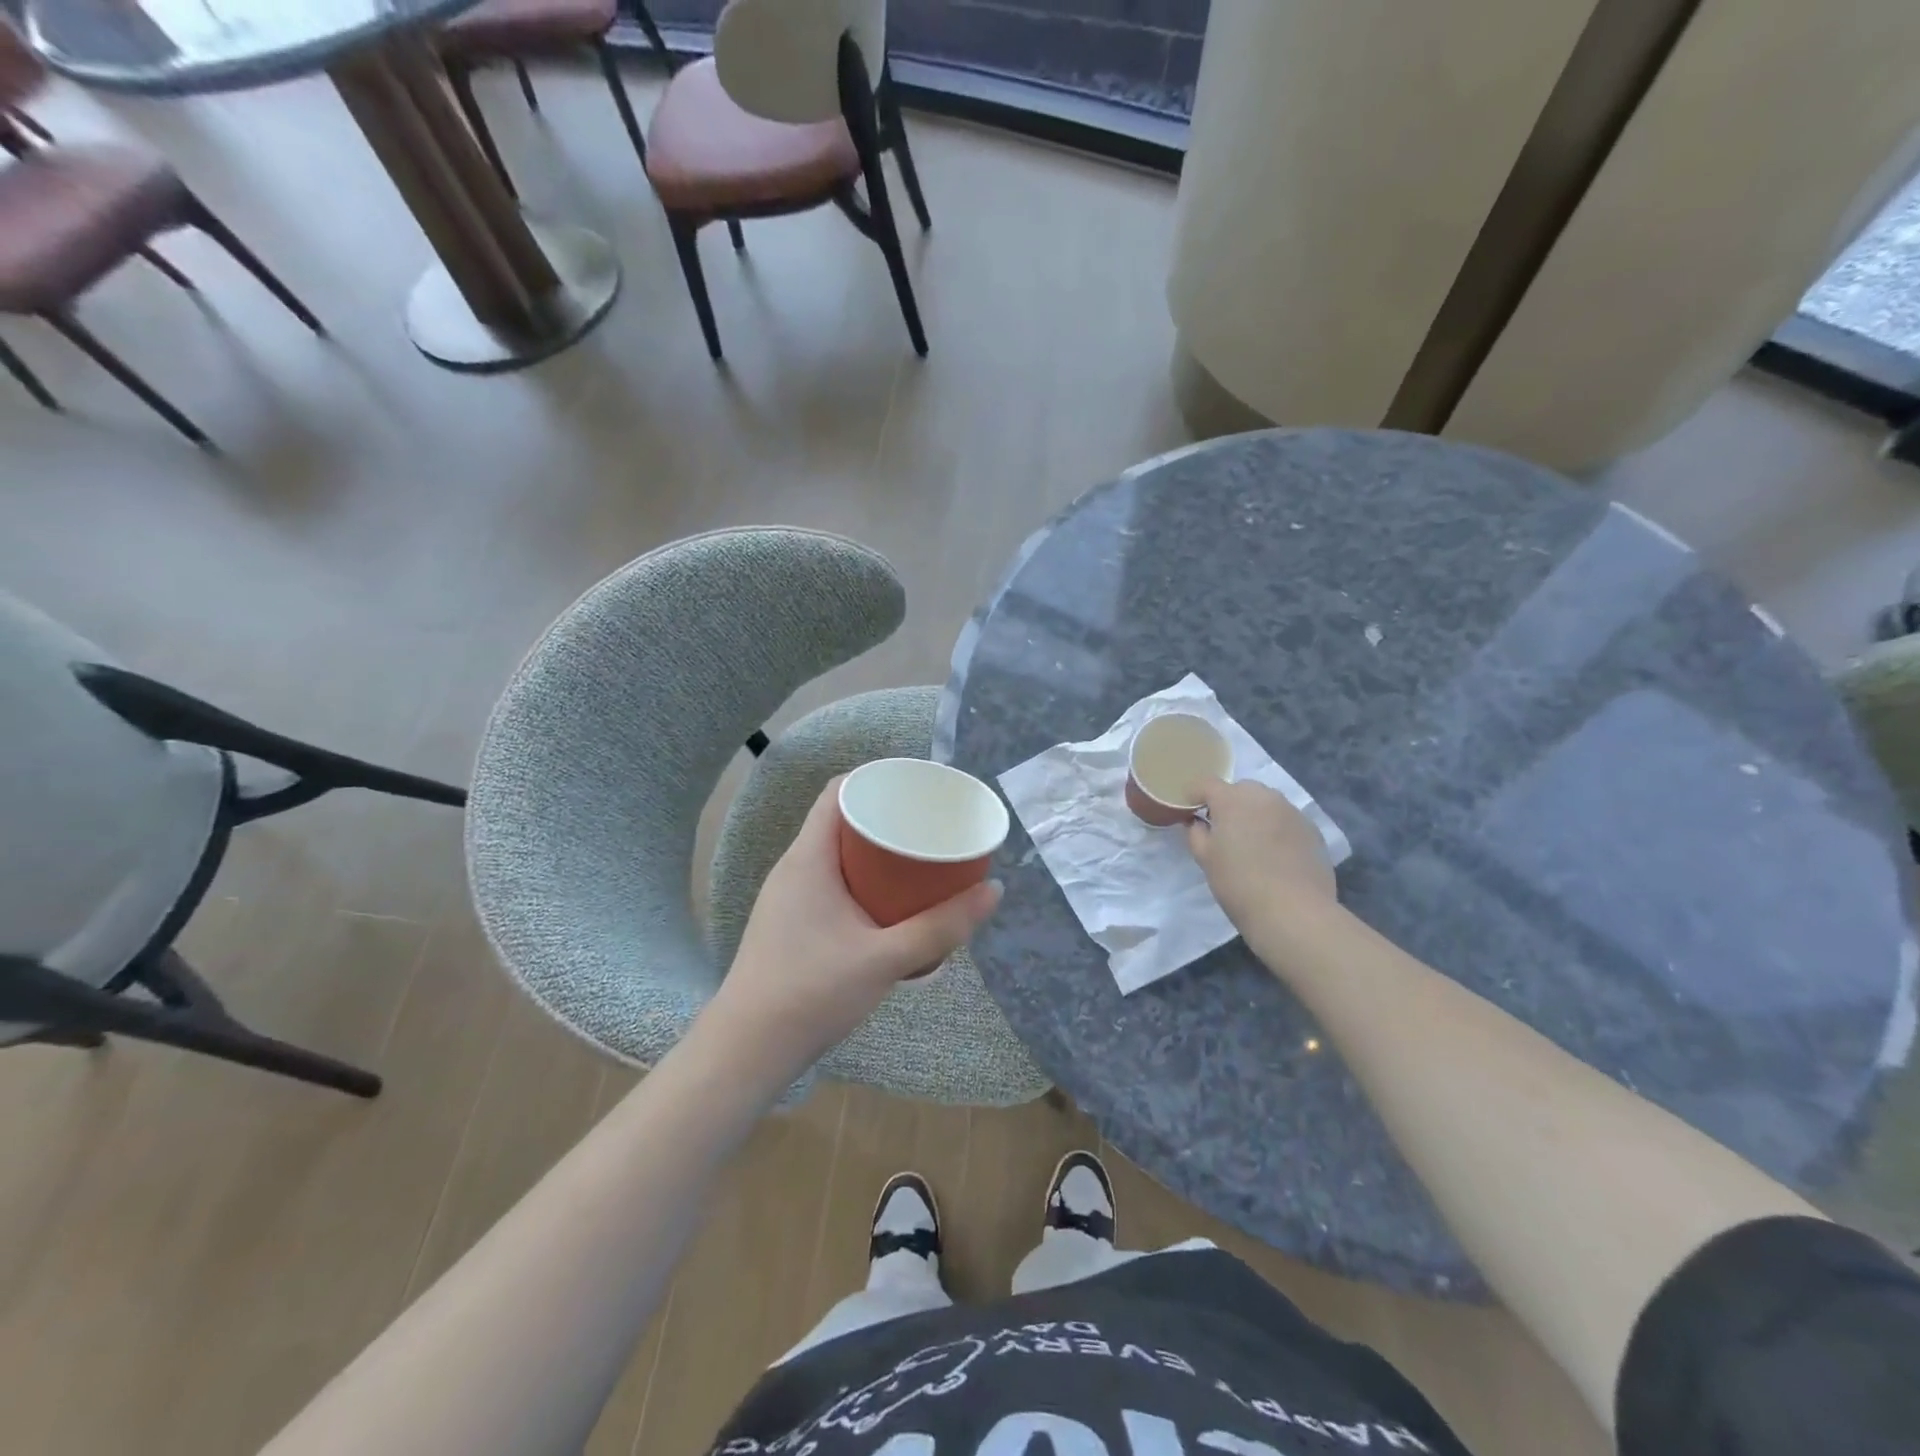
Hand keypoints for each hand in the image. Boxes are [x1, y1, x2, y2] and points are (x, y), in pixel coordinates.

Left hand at [705, 777, 1001, 1082]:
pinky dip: (864, 881)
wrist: (747, 1052)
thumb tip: (994, 891)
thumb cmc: (811, 993)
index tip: (918, 788)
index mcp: (808, 858)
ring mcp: (789, 898)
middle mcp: (794, 868)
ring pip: (838, 856)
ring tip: (920, 861)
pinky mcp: (791, 925)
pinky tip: (891, 905)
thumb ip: (941, 927)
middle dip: (887, 818)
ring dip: (877, 854)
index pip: (838, 792)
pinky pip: (832, 883)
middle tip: (930, 825)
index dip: (878, 779)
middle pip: (842, 822)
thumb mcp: (885, 958)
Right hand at [1187, 779, 1336, 931]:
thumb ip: (1196, 834)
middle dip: (1229, 803)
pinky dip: (1277, 829)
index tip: (1190, 812)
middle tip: (1223, 830)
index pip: (1206, 783)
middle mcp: (1264, 797)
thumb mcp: (1205, 859)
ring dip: (1255, 815)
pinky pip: (1286, 820)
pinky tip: (1276, 856)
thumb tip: (1198, 823)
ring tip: (1252, 843)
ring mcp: (1292, 812)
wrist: (1293, 912)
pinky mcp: (1312, 830)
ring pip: (1266, 803)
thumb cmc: (1239, 883)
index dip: (1194, 795)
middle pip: (1240, 789)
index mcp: (1232, 800)